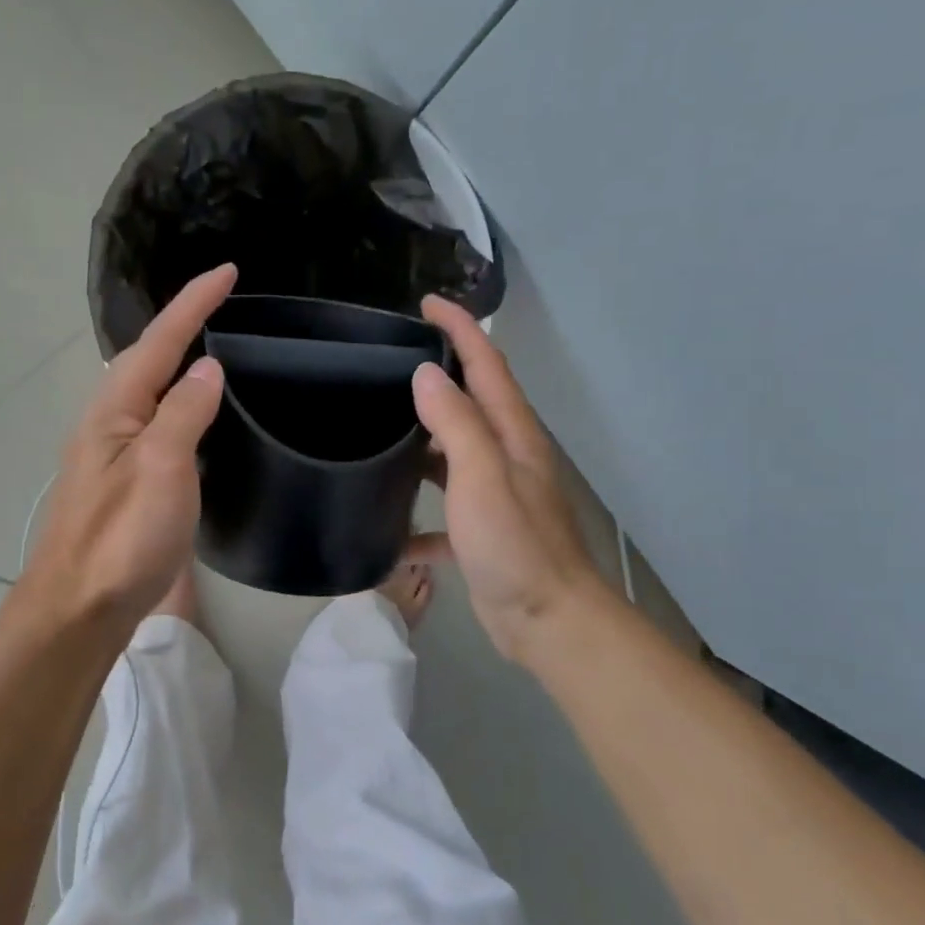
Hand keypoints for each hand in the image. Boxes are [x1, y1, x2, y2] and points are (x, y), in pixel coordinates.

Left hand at [19, 264, 235, 626]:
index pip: (160, 341)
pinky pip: (156, 422)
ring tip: (213, 343)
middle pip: (148, 358)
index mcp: (115, 408)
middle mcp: (109, 421)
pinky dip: (179, 402)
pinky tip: (194, 413)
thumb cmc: (122, 536)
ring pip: (149, 390)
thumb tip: (206, 368)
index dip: (193, 304)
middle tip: (223, 303)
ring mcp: (114, 452)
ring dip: (178, 360)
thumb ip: (184, 413)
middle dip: (183, 324)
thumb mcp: (161, 467)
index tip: (228, 271)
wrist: (80, 605)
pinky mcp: (124, 481)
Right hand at [411, 296, 602, 659]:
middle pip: (470, 403)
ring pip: (452, 454)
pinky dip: (418, 515)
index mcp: (511, 435)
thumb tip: (426, 374)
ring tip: (376, 427)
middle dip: (438, 375)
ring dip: (422, 440)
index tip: (426, 303)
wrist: (547, 621)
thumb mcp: (481, 477)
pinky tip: (387, 527)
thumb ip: (455, 423)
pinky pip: (443, 512)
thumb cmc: (515, 545)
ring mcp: (494, 495)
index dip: (459, 329)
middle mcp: (506, 457)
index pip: (486, 364)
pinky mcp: (481, 532)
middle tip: (389, 362)